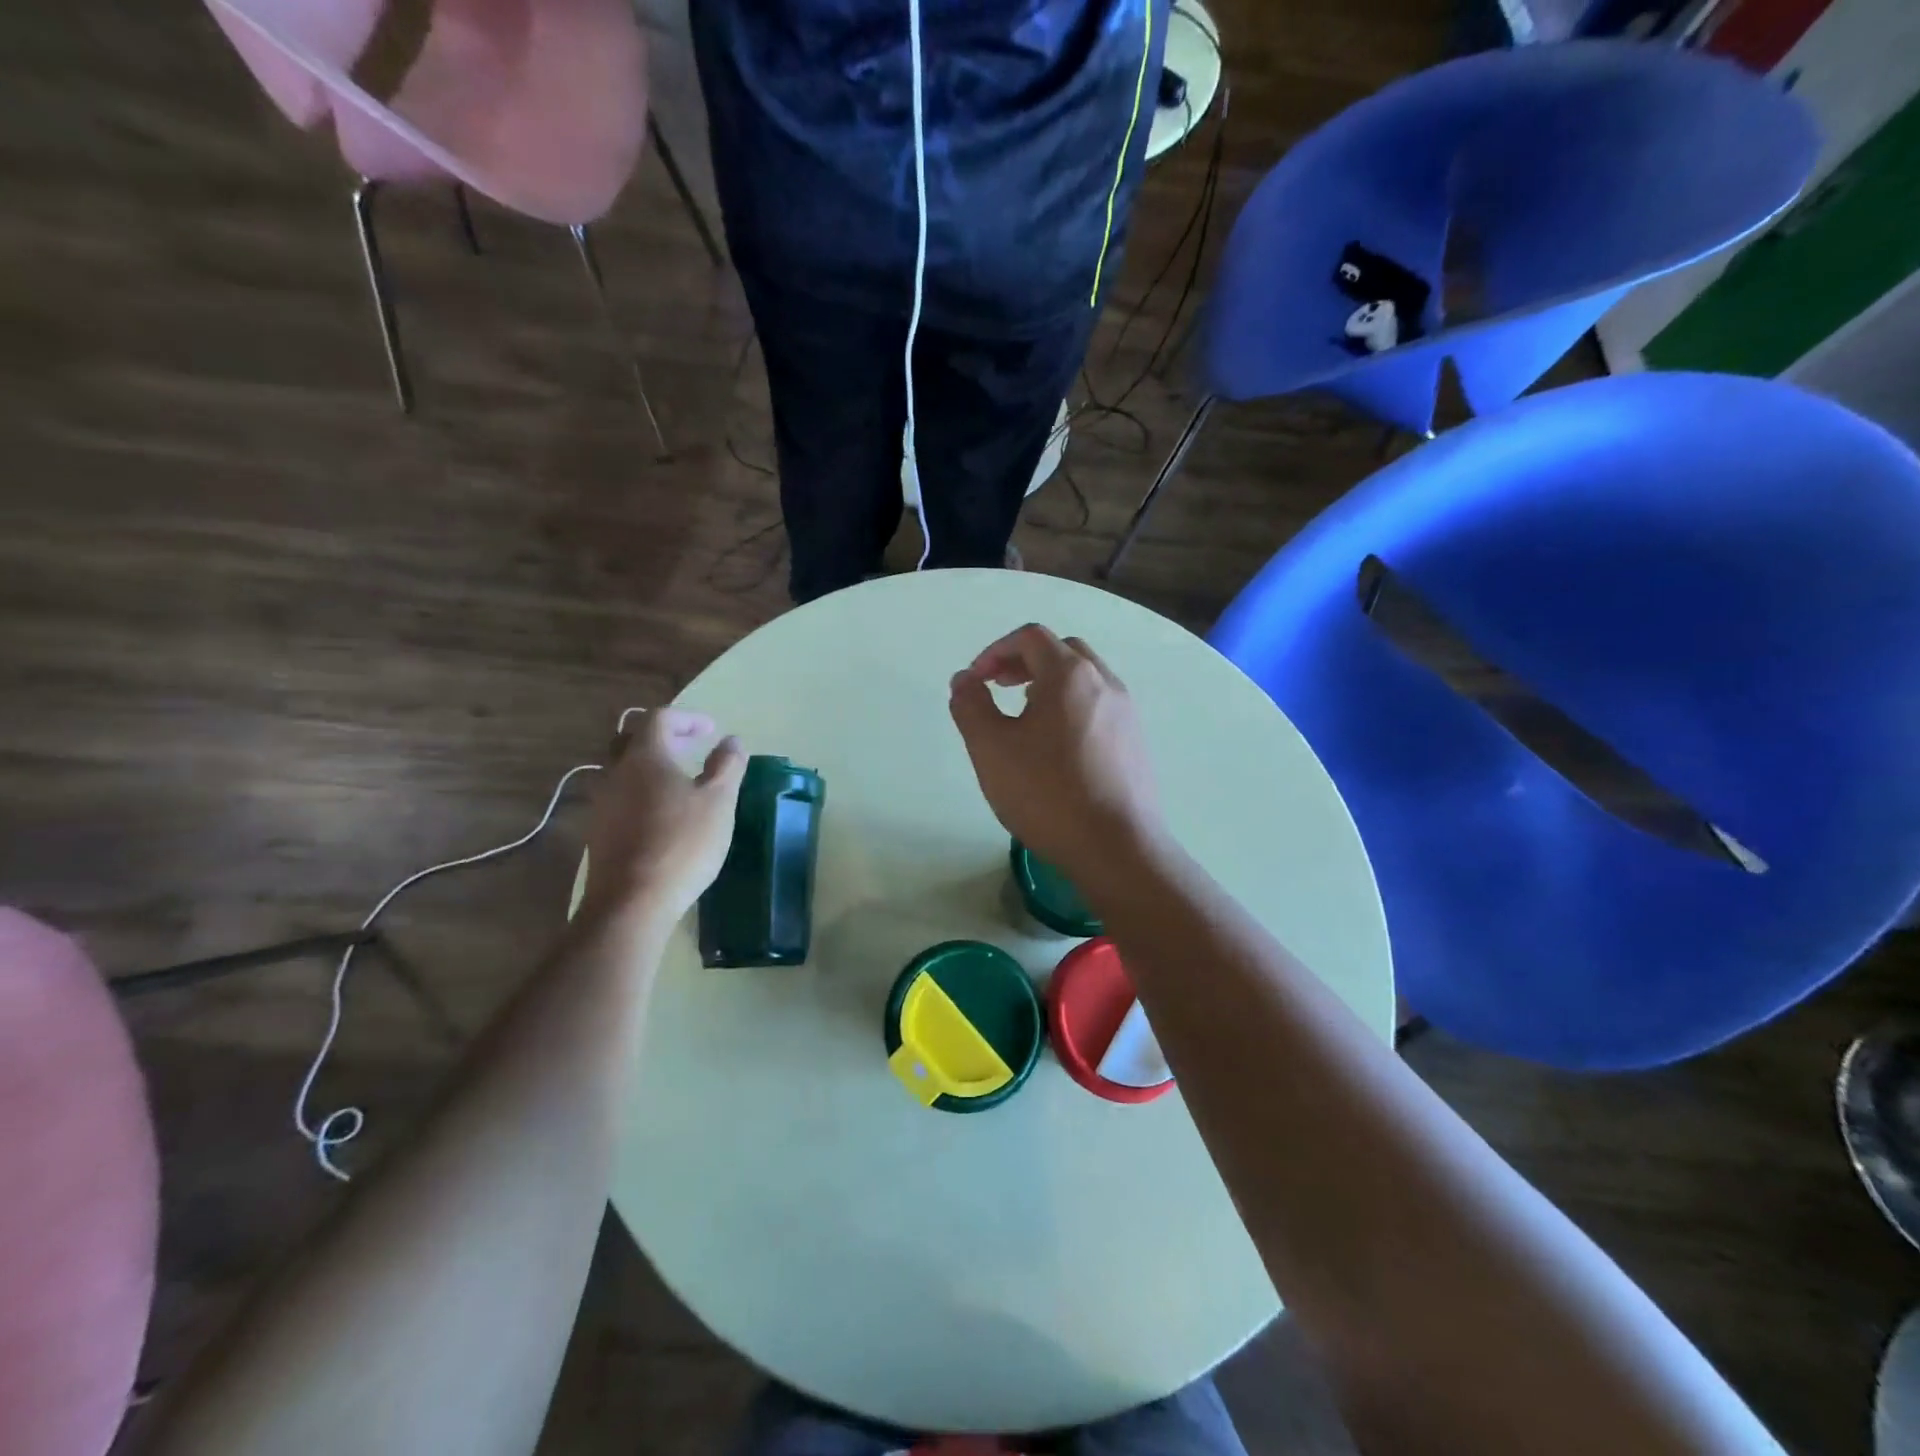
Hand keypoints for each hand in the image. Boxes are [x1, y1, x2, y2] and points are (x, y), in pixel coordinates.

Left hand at [580, 708, 746, 926]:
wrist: (632, 902)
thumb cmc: (682, 843)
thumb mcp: (719, 801)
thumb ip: (727, 765)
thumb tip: (731, 741)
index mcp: (645, 756)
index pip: (660, 717)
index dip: (688, 718)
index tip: (712, 731)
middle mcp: (616, 773)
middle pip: (633, 739)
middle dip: (664, 738)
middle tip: (691, 748)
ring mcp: (602, 803)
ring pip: (624, 770)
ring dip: (652, 767)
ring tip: (681, 783)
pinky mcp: (598, 832)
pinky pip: (620, 798)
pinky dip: (642, 793)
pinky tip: (663, 816)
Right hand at [948, 624, 1164, 883]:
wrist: (1117, 848)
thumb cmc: (1047, 793)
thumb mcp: (991, 749)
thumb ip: (971, 706)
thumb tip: (965, 679)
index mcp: (1070, 675)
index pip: (1031, 637)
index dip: (995, 651)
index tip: (976, 681)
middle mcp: (1105, 682)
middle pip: (1062, 651)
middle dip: (1025, 661)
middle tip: (1000, 687)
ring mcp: (1127, 713)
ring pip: (1085, 679)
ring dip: (1050, 684)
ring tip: (1025, 718)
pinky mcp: (1136, 743)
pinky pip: (1100, 706)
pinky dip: (1072, 707)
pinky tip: (1057, 749)